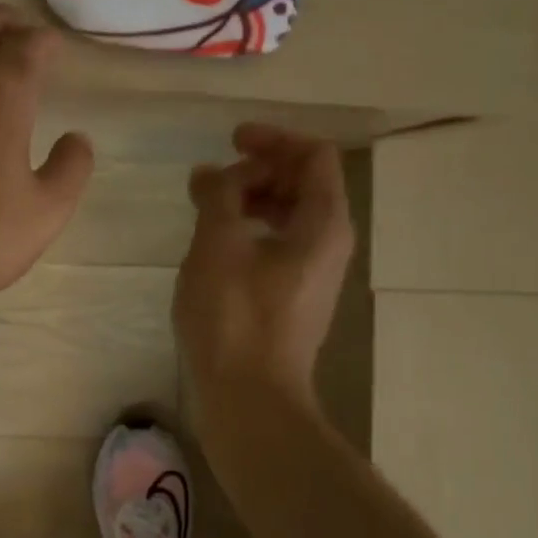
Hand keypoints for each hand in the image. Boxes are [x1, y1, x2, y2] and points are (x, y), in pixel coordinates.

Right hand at [174, 124, 354, 407]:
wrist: (250, 398)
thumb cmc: (235, 316)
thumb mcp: (218, 244)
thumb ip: (218, 197)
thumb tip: (210, 173)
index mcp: (323, 224)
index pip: (315, 156)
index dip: (274, 139)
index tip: (231, 141)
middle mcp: (329, 243)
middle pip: (305, 183)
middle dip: (260, 169)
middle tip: (214, 178)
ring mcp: (313, 272)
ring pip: (290, 215)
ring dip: (252, 199)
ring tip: (207, 206)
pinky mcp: (293, 296)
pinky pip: (279, 243)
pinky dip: (250, 229)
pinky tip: (215, 243)